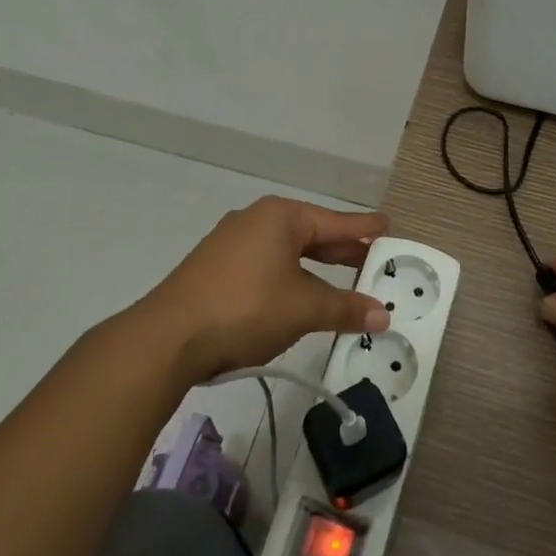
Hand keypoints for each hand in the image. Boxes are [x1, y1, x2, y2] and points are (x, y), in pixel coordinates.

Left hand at [143, 196, 390, 382]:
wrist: (167, 338)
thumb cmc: (245, 309)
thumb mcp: (303, 308)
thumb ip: (344, 308)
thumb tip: (382, 314)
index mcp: (281, 217)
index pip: (335, 221)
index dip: (364, 228)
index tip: (388, 226)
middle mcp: (257, 220)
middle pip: (312, 233)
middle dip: (342, 250)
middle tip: (373, 260)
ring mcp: (232, 243)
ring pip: (287, 251)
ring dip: (316, 268)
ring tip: (342, 282)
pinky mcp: (216, 267)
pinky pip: (266, 264)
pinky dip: (290, 277)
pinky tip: (298, 295)